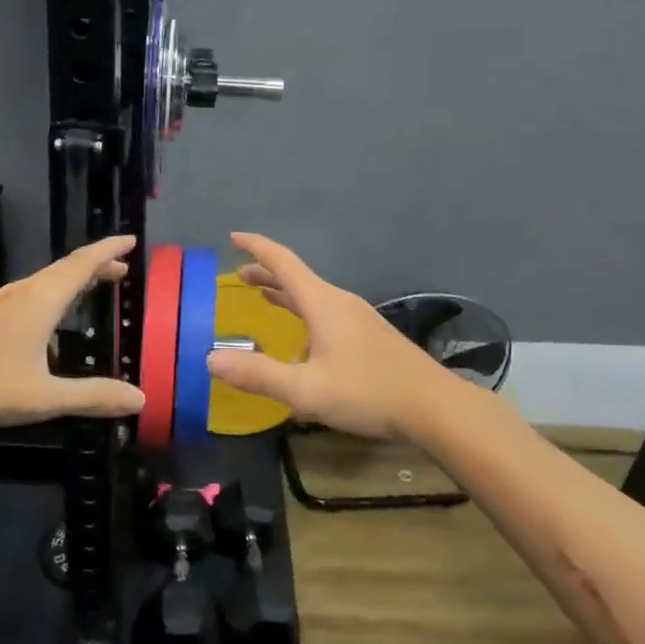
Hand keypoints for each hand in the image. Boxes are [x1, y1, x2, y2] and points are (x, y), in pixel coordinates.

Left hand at [0, 236, 146, 435]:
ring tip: (92, 286)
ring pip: (45, 282)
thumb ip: (92, 396)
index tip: (131, 241)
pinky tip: (48, 322)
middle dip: (95, 266)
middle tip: (122, 268)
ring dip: (72, 280)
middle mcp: (21, 294)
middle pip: (65, 270)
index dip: (108, 250)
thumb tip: (140, 399)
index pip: (82, 264)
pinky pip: (30, 296)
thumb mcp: (43, 398)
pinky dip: (52, 295)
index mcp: (40, 301)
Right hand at [205, 233, 458, 439]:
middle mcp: (340, 303)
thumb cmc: (368, 392)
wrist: (434, 407)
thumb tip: (210, 359)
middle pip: (297, 279)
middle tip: (239, 276)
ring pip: (313, 297)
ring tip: (264, 298)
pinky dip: (303, 312)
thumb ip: (258, 375)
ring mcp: (358, 319)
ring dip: (285, 294)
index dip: (257, 248)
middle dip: (266, 274)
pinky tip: (302, 339)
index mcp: (323, 304)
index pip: (283, 263)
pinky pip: (326, 314)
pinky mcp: (369, 337)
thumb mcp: (306, 390)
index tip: (233, 236)